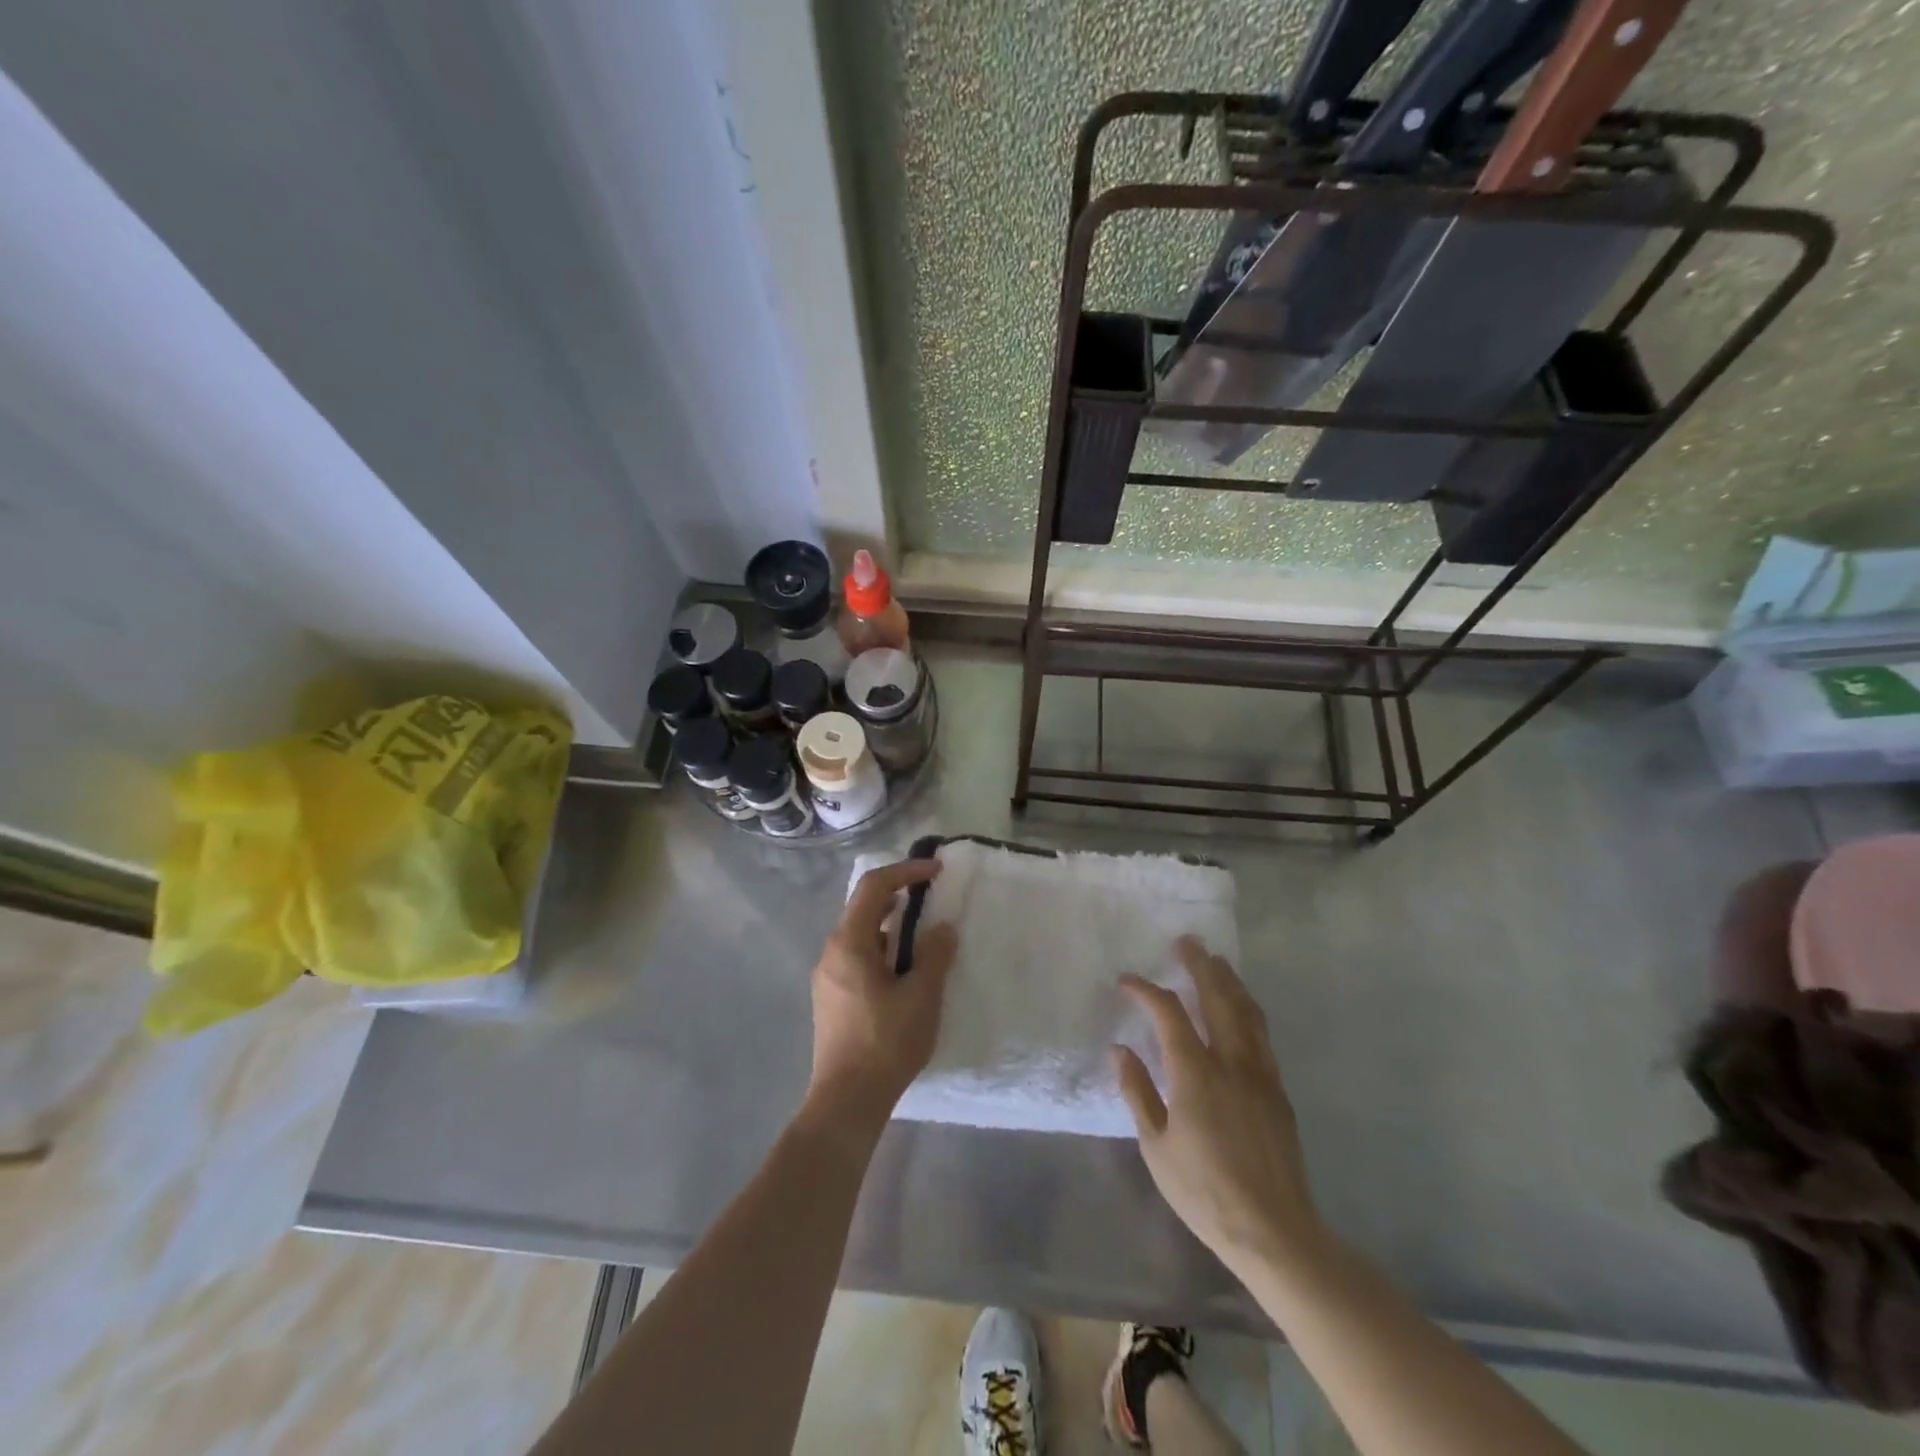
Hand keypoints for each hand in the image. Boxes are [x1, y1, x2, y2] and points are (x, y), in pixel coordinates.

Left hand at [803, 859, 957, 1144]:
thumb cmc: (886, 1043)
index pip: (874, 887)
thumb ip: (934, 955)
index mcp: (849, 943)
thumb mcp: (921, 996)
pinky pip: (857, 956)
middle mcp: (831, 952)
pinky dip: (881, 948)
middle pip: (862, 906)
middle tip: (930, 896)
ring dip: (890, 924)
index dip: (905, 871)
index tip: (936, 872)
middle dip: (897, 894)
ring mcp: (827, 976)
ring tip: (922, 932)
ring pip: (860, 933)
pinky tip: (903, 969)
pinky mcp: (831, 998)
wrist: (846, 1101)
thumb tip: (941, 928)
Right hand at [1113, 938, 1327, 1280]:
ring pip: (1246, 1012)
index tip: (1127, 980)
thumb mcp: (1156, 1146)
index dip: (1146, 990)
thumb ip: (1137, 1092)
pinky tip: (1241, 1008)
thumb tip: (1120, 1049)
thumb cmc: (1204, 1192)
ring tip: (1216, 961)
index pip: (1168, 1013)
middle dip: (1199, 965)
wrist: (1274, 1231)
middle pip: (1217, 998)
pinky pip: (1261, 1034)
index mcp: (1196, 1073)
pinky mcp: (1278, 1090)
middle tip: (1187, 941)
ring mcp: (1260, 1074)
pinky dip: (1247, 1009)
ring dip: (1229, 981)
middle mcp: (1231, 1062)